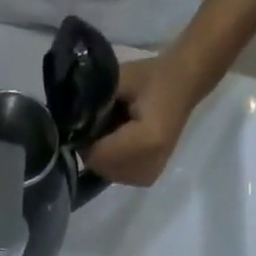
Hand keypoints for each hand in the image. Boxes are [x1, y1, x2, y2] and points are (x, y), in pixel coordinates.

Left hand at [82, 53, 213, 188]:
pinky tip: (121, 142)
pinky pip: (117, 175)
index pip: (97, 155)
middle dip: (93, 148)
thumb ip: (94, 103)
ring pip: (107, 173)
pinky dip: (112, 160)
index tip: (84, 122)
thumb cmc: (153, 77)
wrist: (185, 83)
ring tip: (114, 131)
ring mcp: (149, 176)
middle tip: (99, 124)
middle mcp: (148, 166)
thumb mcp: (120, 80)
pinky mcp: (148, 178)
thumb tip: (70, 124)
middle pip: (101, 167)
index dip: (84, 140)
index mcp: (145, 142)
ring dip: (102, 155)